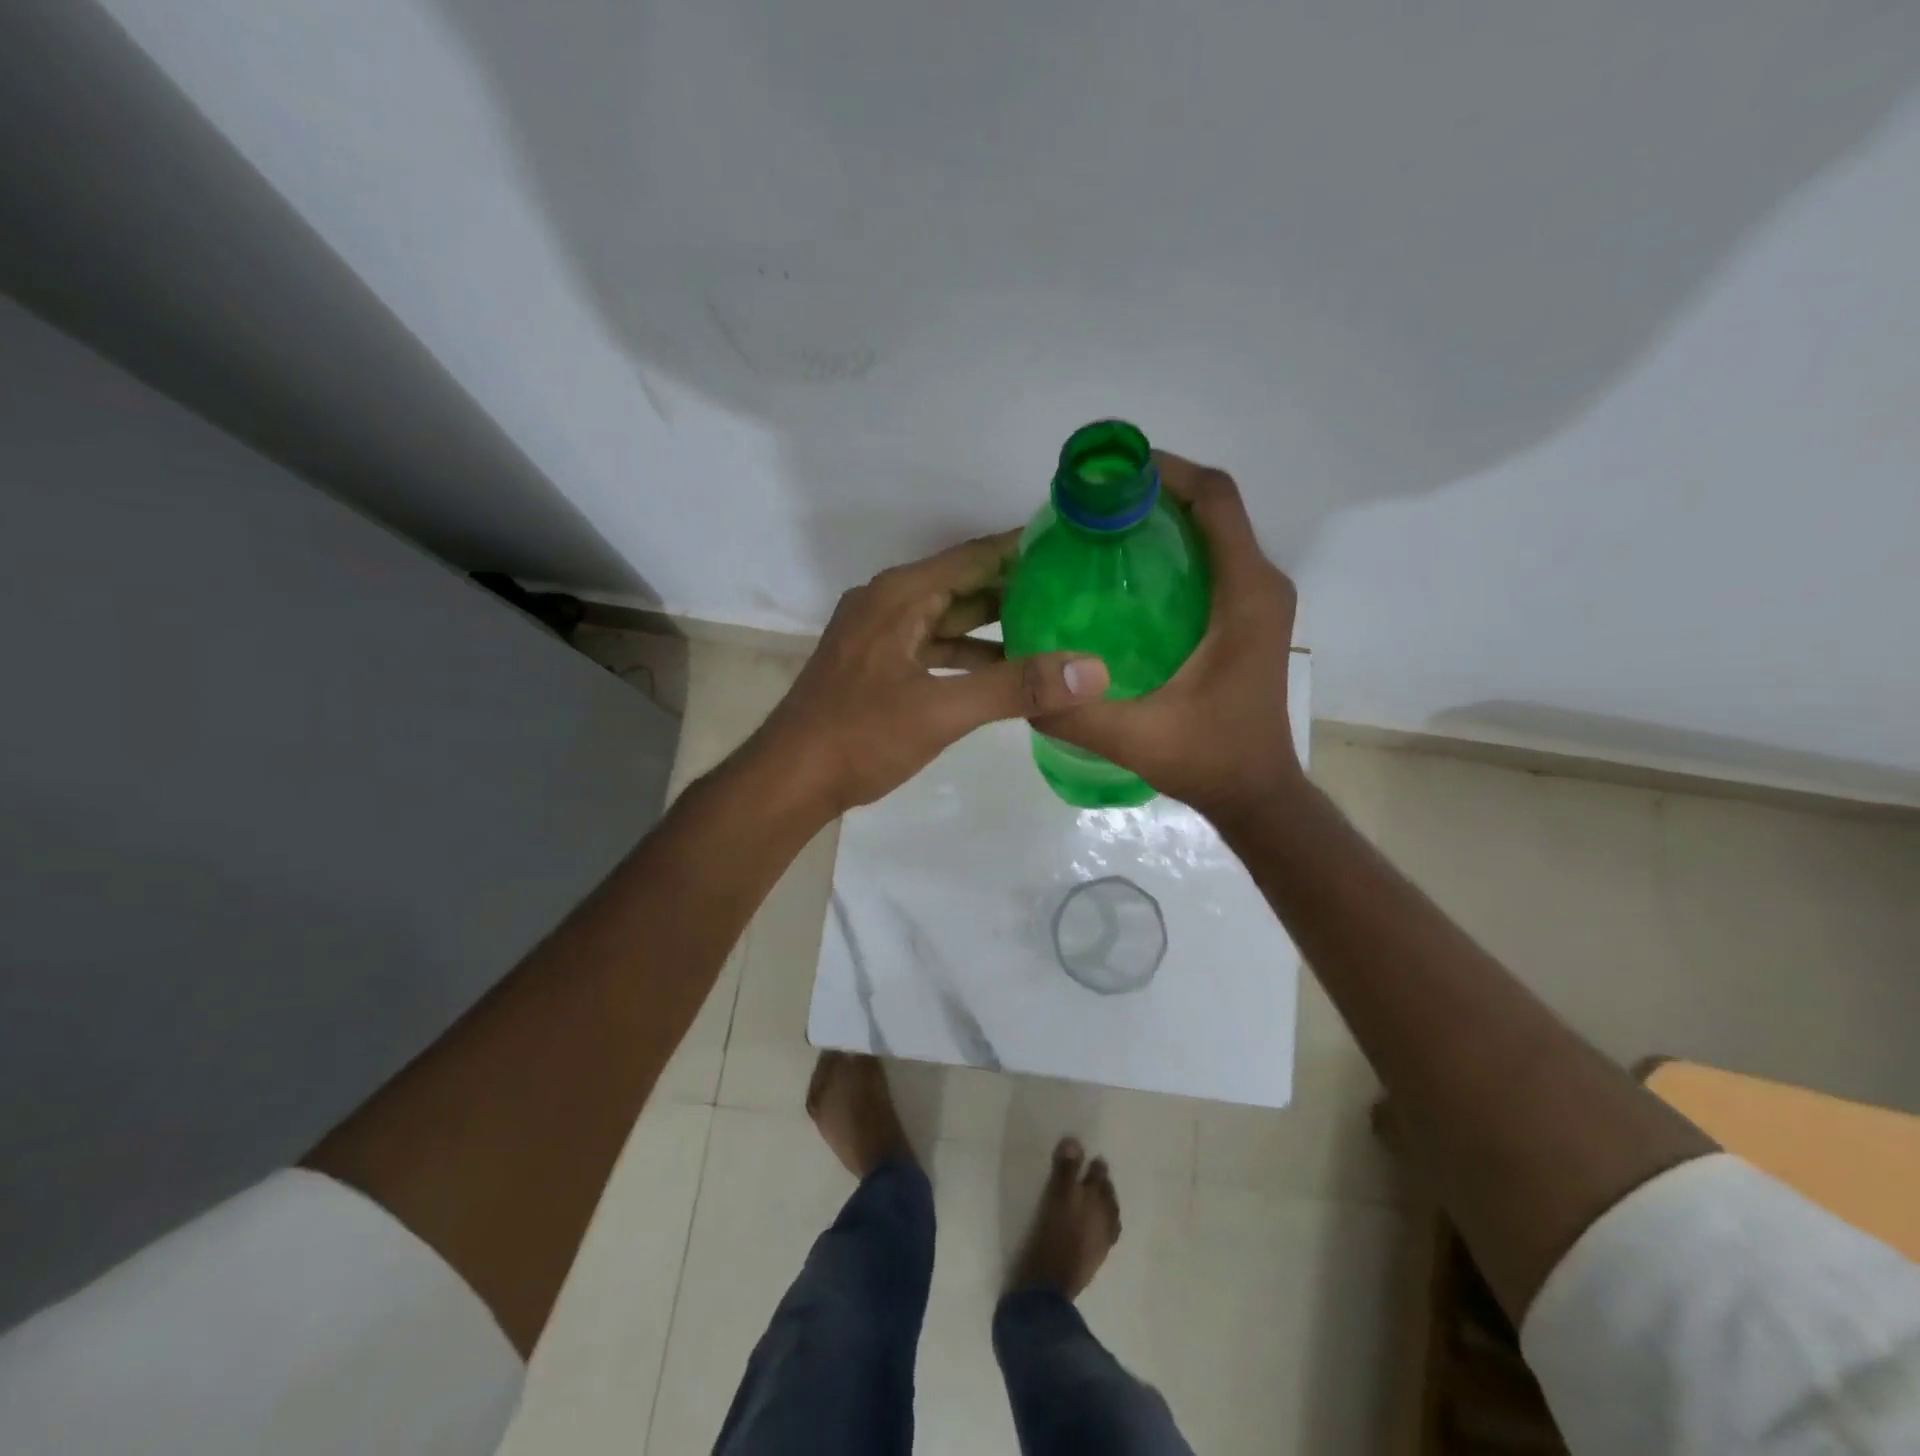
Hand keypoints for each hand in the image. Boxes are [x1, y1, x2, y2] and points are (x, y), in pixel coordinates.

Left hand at [754, 533, 1111, 814]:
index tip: (1073, 544)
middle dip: (1016, 587)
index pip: (974, 556)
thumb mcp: (941, 710)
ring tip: (1051, 629)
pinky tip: (1002, 670)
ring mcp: (879, 636)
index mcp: (900, 596)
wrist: (789, 780)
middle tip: (1076, 591)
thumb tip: (1092, 671)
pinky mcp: (877, 666)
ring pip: (948, 619)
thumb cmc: (859, 737)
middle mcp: (888, 604)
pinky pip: (932, 647)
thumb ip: (1015, 688)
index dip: (1023, 548)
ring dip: (994, 624)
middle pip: (963, 584)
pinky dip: (967, 654)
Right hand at [1034, 452, 1304, 824]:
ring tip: (1101, 531)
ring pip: (1214, 533)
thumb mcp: (1132, 737)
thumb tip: (1019, 674)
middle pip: (1212, 508)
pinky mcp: (1248, 619)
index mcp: (1245, 596)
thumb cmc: (1208, 758)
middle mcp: (1261, 586)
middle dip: (1155, 492)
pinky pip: (1213, 562)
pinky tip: (1126, 577)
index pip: (1215, 500)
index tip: (1111, 473)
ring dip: (1164, 520)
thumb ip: (1072, 711)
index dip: (1166, 472)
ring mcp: (1258, 602)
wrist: (1256, 793)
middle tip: (1092, 506)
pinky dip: (1174, 551)